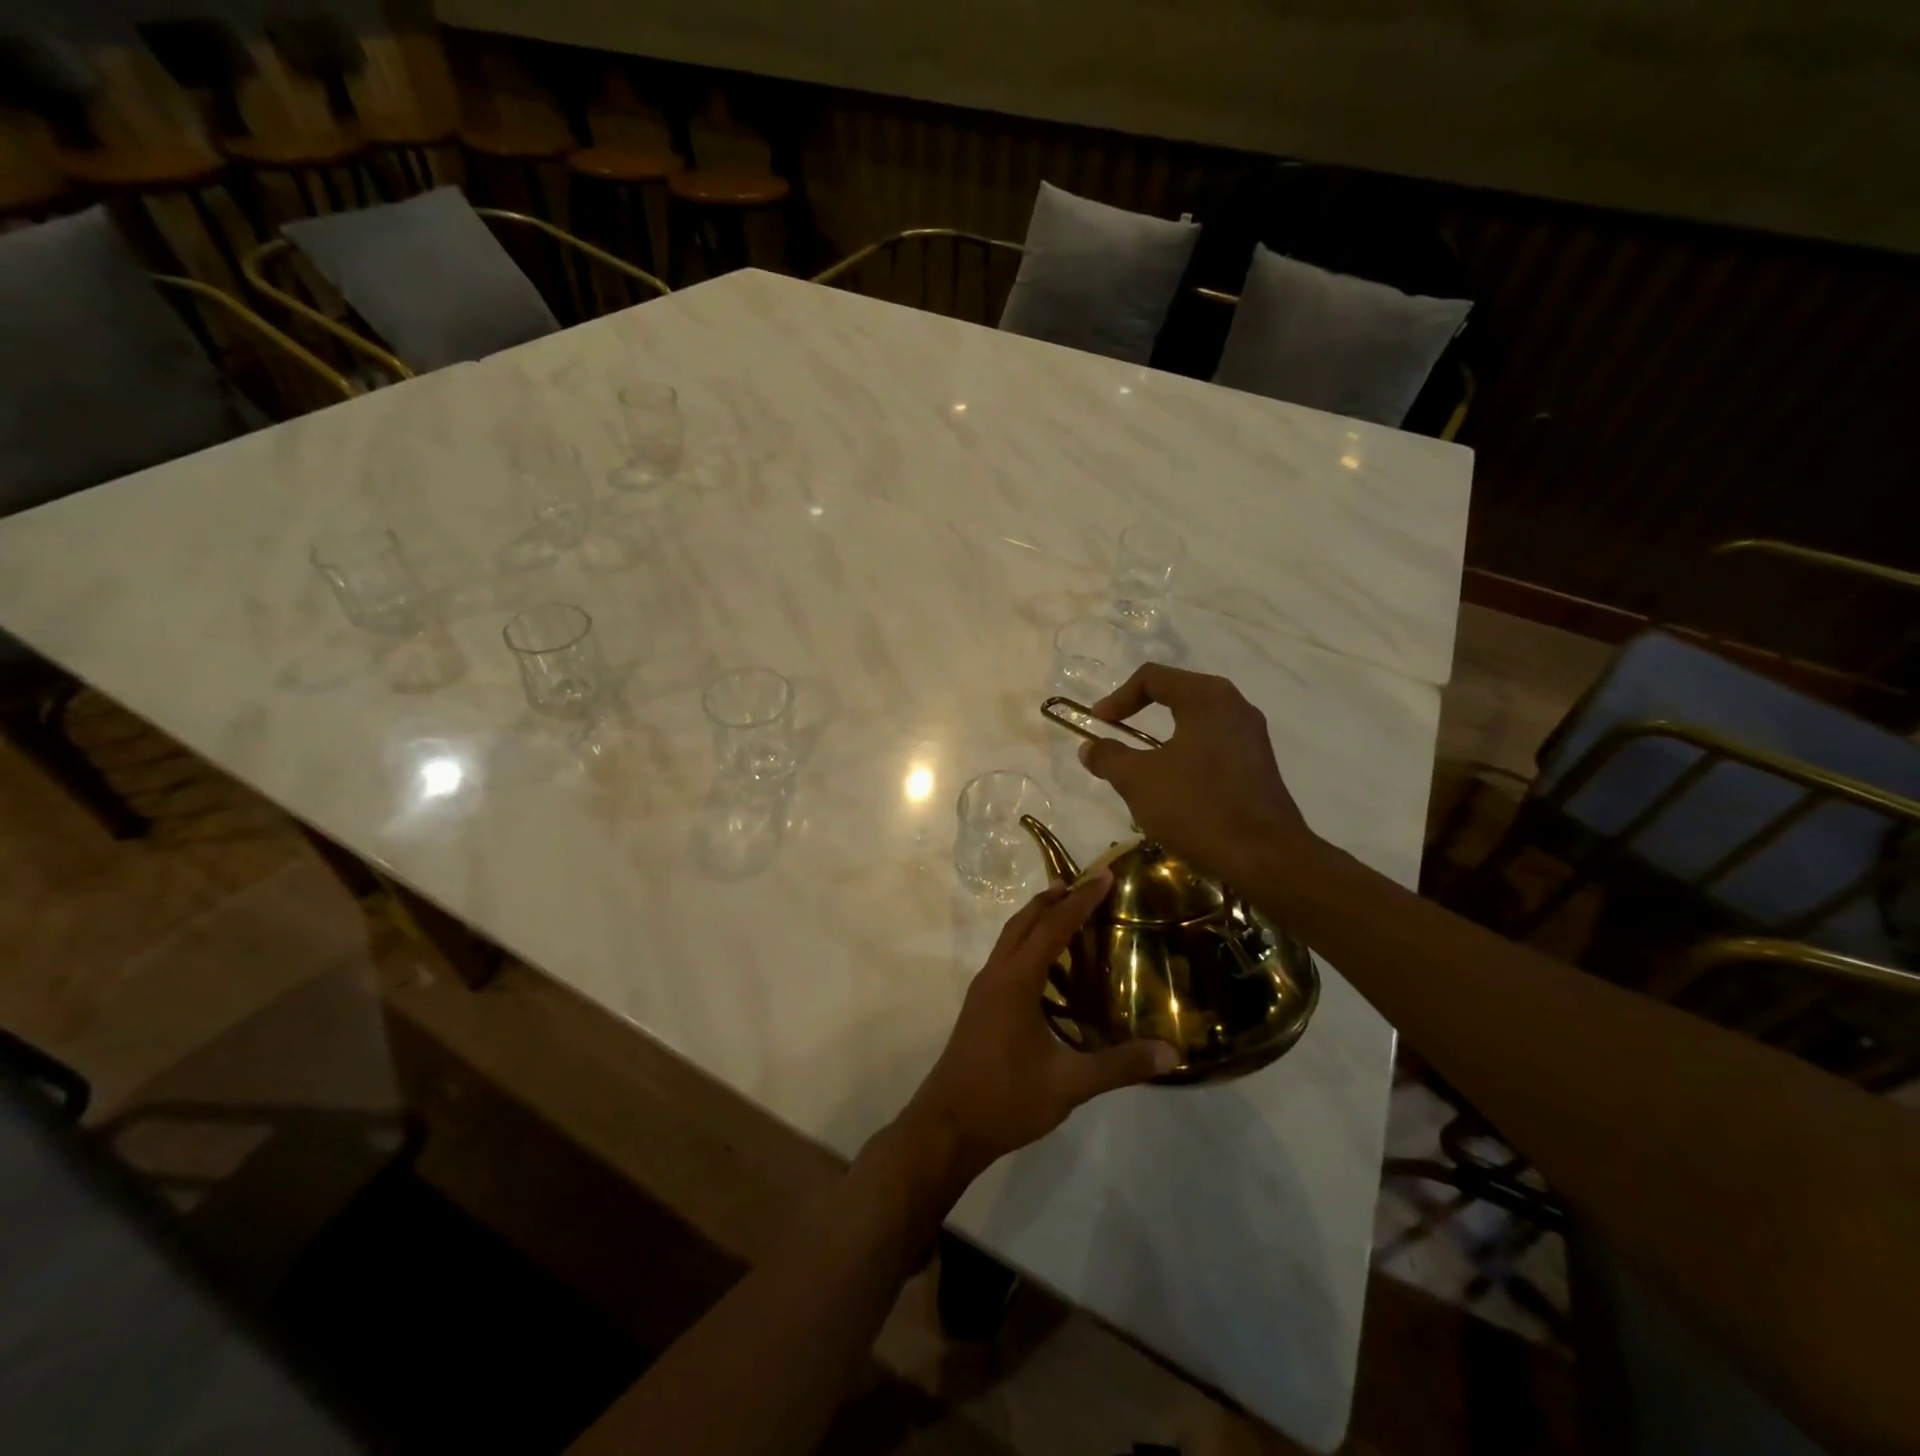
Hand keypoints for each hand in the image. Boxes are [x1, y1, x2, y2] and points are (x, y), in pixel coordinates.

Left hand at [896, 874, 1177, 1185]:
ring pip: (1010, 939)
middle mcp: (996, 975)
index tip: (1103, 875)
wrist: (946, 1127)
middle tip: (1086, 885)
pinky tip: (1050, 972)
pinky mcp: (979, 1007)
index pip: (1053, 926)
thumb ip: (1119, 1065)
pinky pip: (1006, 960)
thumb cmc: (1006, 1099)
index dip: (1080, 899)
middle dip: (1054, 899)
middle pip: (1024, 921)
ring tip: (1069, 916)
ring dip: (1038, 920)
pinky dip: (1028, 946)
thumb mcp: (1069, 1084)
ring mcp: (983, 990)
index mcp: (1015, 981)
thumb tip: (1170, 1052)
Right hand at [1078, 664, 1315, 882]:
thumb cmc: (1197, 807)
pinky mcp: (1259, 765)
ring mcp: (1252, 736)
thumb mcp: (1138, 781)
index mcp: (1206, 698)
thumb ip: (1109, 757)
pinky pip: (1214, 745)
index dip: (1117, 698)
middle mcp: (1235, 706)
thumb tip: (1089, 747)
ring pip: (1196, 722)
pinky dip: (1186, 754)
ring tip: (1141, 764)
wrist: (1264, 858)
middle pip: (1177, 694)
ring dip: (1163, 737)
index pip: (1152, 678)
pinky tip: (1174, 786)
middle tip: (1117, 733)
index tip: (1097, 723)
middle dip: (1141, 712)